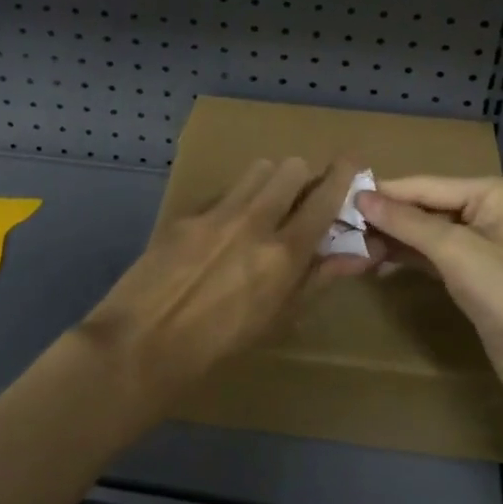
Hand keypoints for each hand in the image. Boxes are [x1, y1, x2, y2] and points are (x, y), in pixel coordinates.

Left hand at [83, 158, 372, 400]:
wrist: (145, 341)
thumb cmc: (220, 344)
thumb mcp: (277, 320)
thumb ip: (317, 279)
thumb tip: (357, 255)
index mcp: (283, 253)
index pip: (324, 198)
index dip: (343, 174)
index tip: (354, 160)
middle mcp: (254, 221)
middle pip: (290, 168)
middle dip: (302, 178)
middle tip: (299, 198)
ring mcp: (217, 212)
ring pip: (256, 170)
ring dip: (269, 181)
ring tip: (263, 207)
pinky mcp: (187, 213)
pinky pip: (223, 192)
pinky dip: (234, 201)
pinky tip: (221, 230)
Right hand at [357, 176, 502, 410]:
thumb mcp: (457, 252)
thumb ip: (407, 223)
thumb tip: (362, 197)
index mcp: (495, 193)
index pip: (427, 186)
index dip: (385, 193)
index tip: (341, 196)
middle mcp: (491, 211)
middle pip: (427, 207)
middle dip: (387, 218)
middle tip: (341, 226)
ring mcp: (485, 244)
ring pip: (428, 233)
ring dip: (393, 239)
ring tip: (352, 246)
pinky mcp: (477, 275)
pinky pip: (435, 256)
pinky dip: (408, 258)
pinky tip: (377, 263)